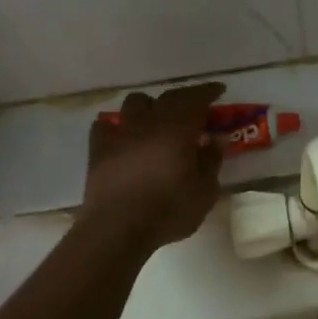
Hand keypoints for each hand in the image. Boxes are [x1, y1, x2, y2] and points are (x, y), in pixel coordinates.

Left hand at [81, 83, 225, 249]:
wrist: (117, 228)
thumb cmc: (168, 210)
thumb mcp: (204, 191)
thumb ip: (211, 161)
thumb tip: (217, 138)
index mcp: (178, 128)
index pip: (196, 98)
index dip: (208, 91)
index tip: (218, 90)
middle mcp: (148, 122)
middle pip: (167, 97)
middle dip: (184, 98)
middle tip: (195, 108)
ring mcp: (120, 133)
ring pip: (135, 103)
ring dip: (150, 106)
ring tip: (157, 120)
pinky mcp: (99, 149)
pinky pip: (106, 126)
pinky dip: (118, 126)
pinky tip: (123, 137)